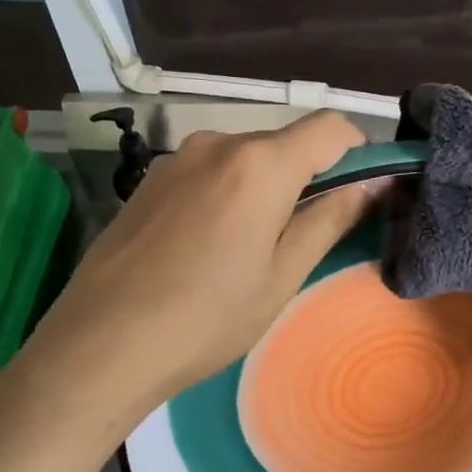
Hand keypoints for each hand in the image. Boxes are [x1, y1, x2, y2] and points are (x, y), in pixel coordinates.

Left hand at [27, 111, 376, 422]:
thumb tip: (371, 185)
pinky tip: (207, 245)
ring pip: (245, 158)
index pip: (330, 127)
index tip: (362, 193)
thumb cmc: (205, 318)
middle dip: (308, 176)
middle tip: (304, 236)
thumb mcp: (281, 276)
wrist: (100, 344)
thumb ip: (329, 220)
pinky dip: (227, 192)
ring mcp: (177, 158)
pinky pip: (208, 171)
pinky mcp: (149, 179)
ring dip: (265, 186)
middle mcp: (218, 143)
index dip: (358, 152)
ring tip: (249, 248)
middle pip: (285, 142)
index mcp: (260, 163)